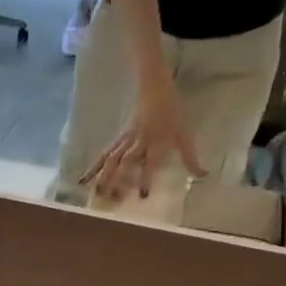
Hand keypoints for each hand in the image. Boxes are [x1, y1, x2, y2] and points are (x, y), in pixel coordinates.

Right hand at [83, 82, 205, 200]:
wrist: (154, 86)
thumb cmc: (172, 111)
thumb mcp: (184, 133)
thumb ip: (190, 156)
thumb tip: (202, 175)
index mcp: (156, 141)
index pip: (151, 162)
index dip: (146, 178)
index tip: (142, 197)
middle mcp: (139, 142)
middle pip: (126, 162)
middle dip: (118, 180)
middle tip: (113, 199)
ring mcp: (126, 140)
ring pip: (113, 159)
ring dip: (103, 176)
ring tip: (95, 193)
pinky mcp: (119, 138)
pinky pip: (106, 154)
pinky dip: (94, 167)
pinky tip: (83, 179)